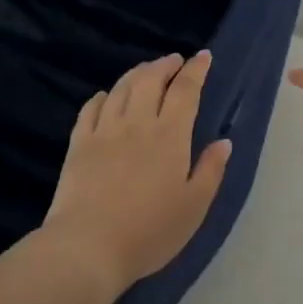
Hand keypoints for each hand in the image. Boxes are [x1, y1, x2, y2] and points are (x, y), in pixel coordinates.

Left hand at [42, 51, 232, 296]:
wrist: (88, 246)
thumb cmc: (150, 231)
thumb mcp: (194, 207)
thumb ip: (211, 171)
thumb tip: (224, 141)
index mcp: (170, 136)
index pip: (185, 90)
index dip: (196, 70)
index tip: (204, 56)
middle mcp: (137, 123)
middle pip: (151, 80)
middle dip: (165, 65)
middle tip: (175, 60)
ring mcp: (104, 131)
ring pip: (121, 88)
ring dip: (137, 73)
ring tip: (146, 70)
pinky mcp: (79, 144)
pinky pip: (91, 108)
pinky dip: (102, 96)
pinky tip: (106, 97)